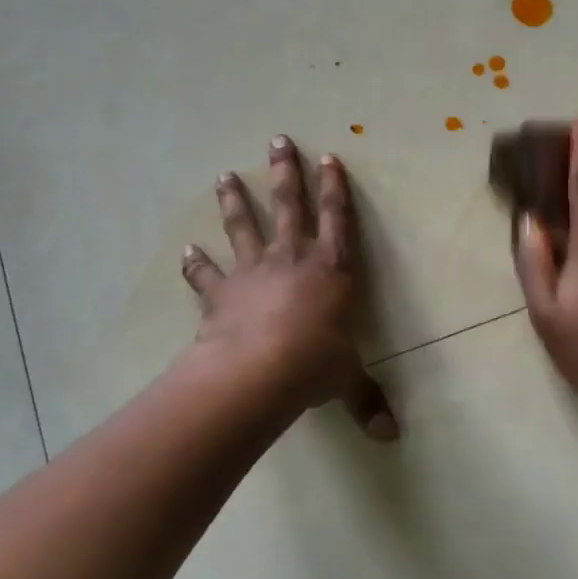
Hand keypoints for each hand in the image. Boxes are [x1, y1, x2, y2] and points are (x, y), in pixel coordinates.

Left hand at [181, 135, 397, 441]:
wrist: (259, 370)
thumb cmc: (314, 364)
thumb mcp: (347, 380)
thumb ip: (367, 401)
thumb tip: (392, 437)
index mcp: (331, 270)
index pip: (337, 219)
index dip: (335, 188)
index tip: (329, 158)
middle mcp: (292, 259)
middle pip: (289, 205)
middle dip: (285, 172)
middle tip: (277, 140)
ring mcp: (253, 271)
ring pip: (243, 225)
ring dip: (234, 200)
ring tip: (224, 176)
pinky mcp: (222, 291)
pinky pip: (206, 274)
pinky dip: (196, 263)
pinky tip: (186, 250)